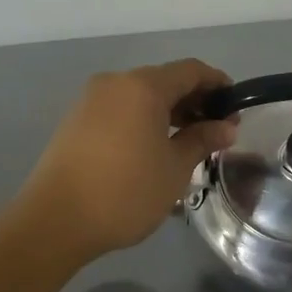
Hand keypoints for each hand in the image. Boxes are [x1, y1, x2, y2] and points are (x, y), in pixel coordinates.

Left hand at [22, 59, 237, 258]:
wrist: (56, 220)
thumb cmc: (125, 192)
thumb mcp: (175, 169)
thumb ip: (202, 140)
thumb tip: (226, 127)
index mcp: (143, 86)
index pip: (191, 71)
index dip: (218, 84)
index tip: (235, 108)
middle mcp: (115, 82)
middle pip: (164, 80)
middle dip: (193, 100)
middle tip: (215, 131)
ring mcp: (91, 100)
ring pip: (140, 96)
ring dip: (167, 111)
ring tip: (187, 143)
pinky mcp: (76, 120)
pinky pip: (120, 109)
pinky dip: (142, 119)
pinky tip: (153, 148)